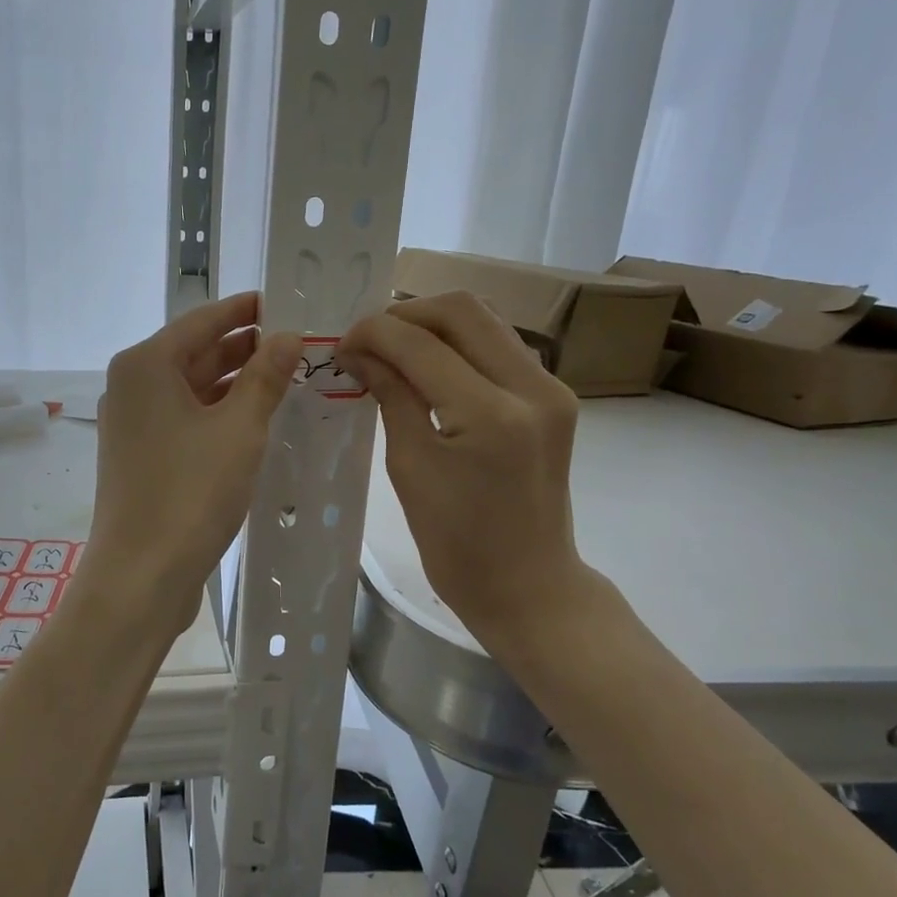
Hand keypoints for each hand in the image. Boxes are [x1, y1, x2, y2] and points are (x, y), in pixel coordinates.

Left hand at [85, 293, 300, 634]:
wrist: (140, 576)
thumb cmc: (190, 493)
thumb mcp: (239, 429)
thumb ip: (265, 377)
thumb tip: (289, 335)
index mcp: (146, 365)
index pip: (203, 320)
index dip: (245, 310)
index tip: (285, 302)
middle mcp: (132, 385)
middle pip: (195, 351)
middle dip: (244, 347)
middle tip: (297, 343)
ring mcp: (133, 423)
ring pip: (192, 387)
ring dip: (235, 381)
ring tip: (286, 377)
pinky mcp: (141, 455)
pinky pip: (186, 417)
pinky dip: (219, 412)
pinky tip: (255, 419)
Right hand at [339, 292, 597, 655]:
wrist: (528, 586)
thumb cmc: (458, 545)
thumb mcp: (411, 469)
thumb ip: (391, 396)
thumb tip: (360, 352)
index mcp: (491, 414)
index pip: (422, 344)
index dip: (374, 333)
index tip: (342, 344)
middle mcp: (532, 387)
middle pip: (462, 310)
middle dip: (405, 314)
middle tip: (368, 340)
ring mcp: (551, 389)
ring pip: (485, 320)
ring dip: (433, 324)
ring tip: (394, 348)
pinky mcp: (554, 397)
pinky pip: (500, 346)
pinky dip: (459, 344)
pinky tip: (429, 365)